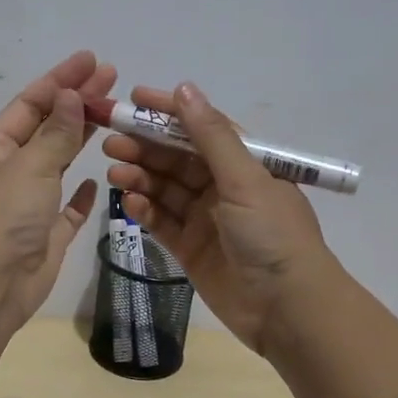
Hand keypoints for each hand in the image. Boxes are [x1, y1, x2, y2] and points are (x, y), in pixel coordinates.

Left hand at [0, 50, 116, 330]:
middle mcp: (10, 172)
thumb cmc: (4, 217)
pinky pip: (67, 207)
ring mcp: (28, 204)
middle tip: (112, 79)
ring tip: (113, 115)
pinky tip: (98, 180)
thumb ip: (55, 132)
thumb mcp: (30, 165)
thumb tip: (70, 95)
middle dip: (77, 102)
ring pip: (58, 162)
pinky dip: (81, 193)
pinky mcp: (46, 234)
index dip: (61, 79)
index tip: (92, 61)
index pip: (31, 103)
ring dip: (81, 139)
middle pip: (47, 128)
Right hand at [103, 82, 335, 353]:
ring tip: (114, 171)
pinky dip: (145, 210)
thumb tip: (185, 89)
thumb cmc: (272, 235)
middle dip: (145, 147)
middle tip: (110, 141)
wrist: (287, 309)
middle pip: (177, 159)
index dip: (168, 112)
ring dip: (140, 177)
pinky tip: (128, 202)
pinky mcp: (190, 249)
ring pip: (165, 189)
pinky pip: (162, 222)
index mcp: (244, 164)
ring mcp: (205, 219)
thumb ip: (211, 136)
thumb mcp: (244, 179)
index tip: (134, 99)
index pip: (201, 128)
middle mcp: (223, 187)